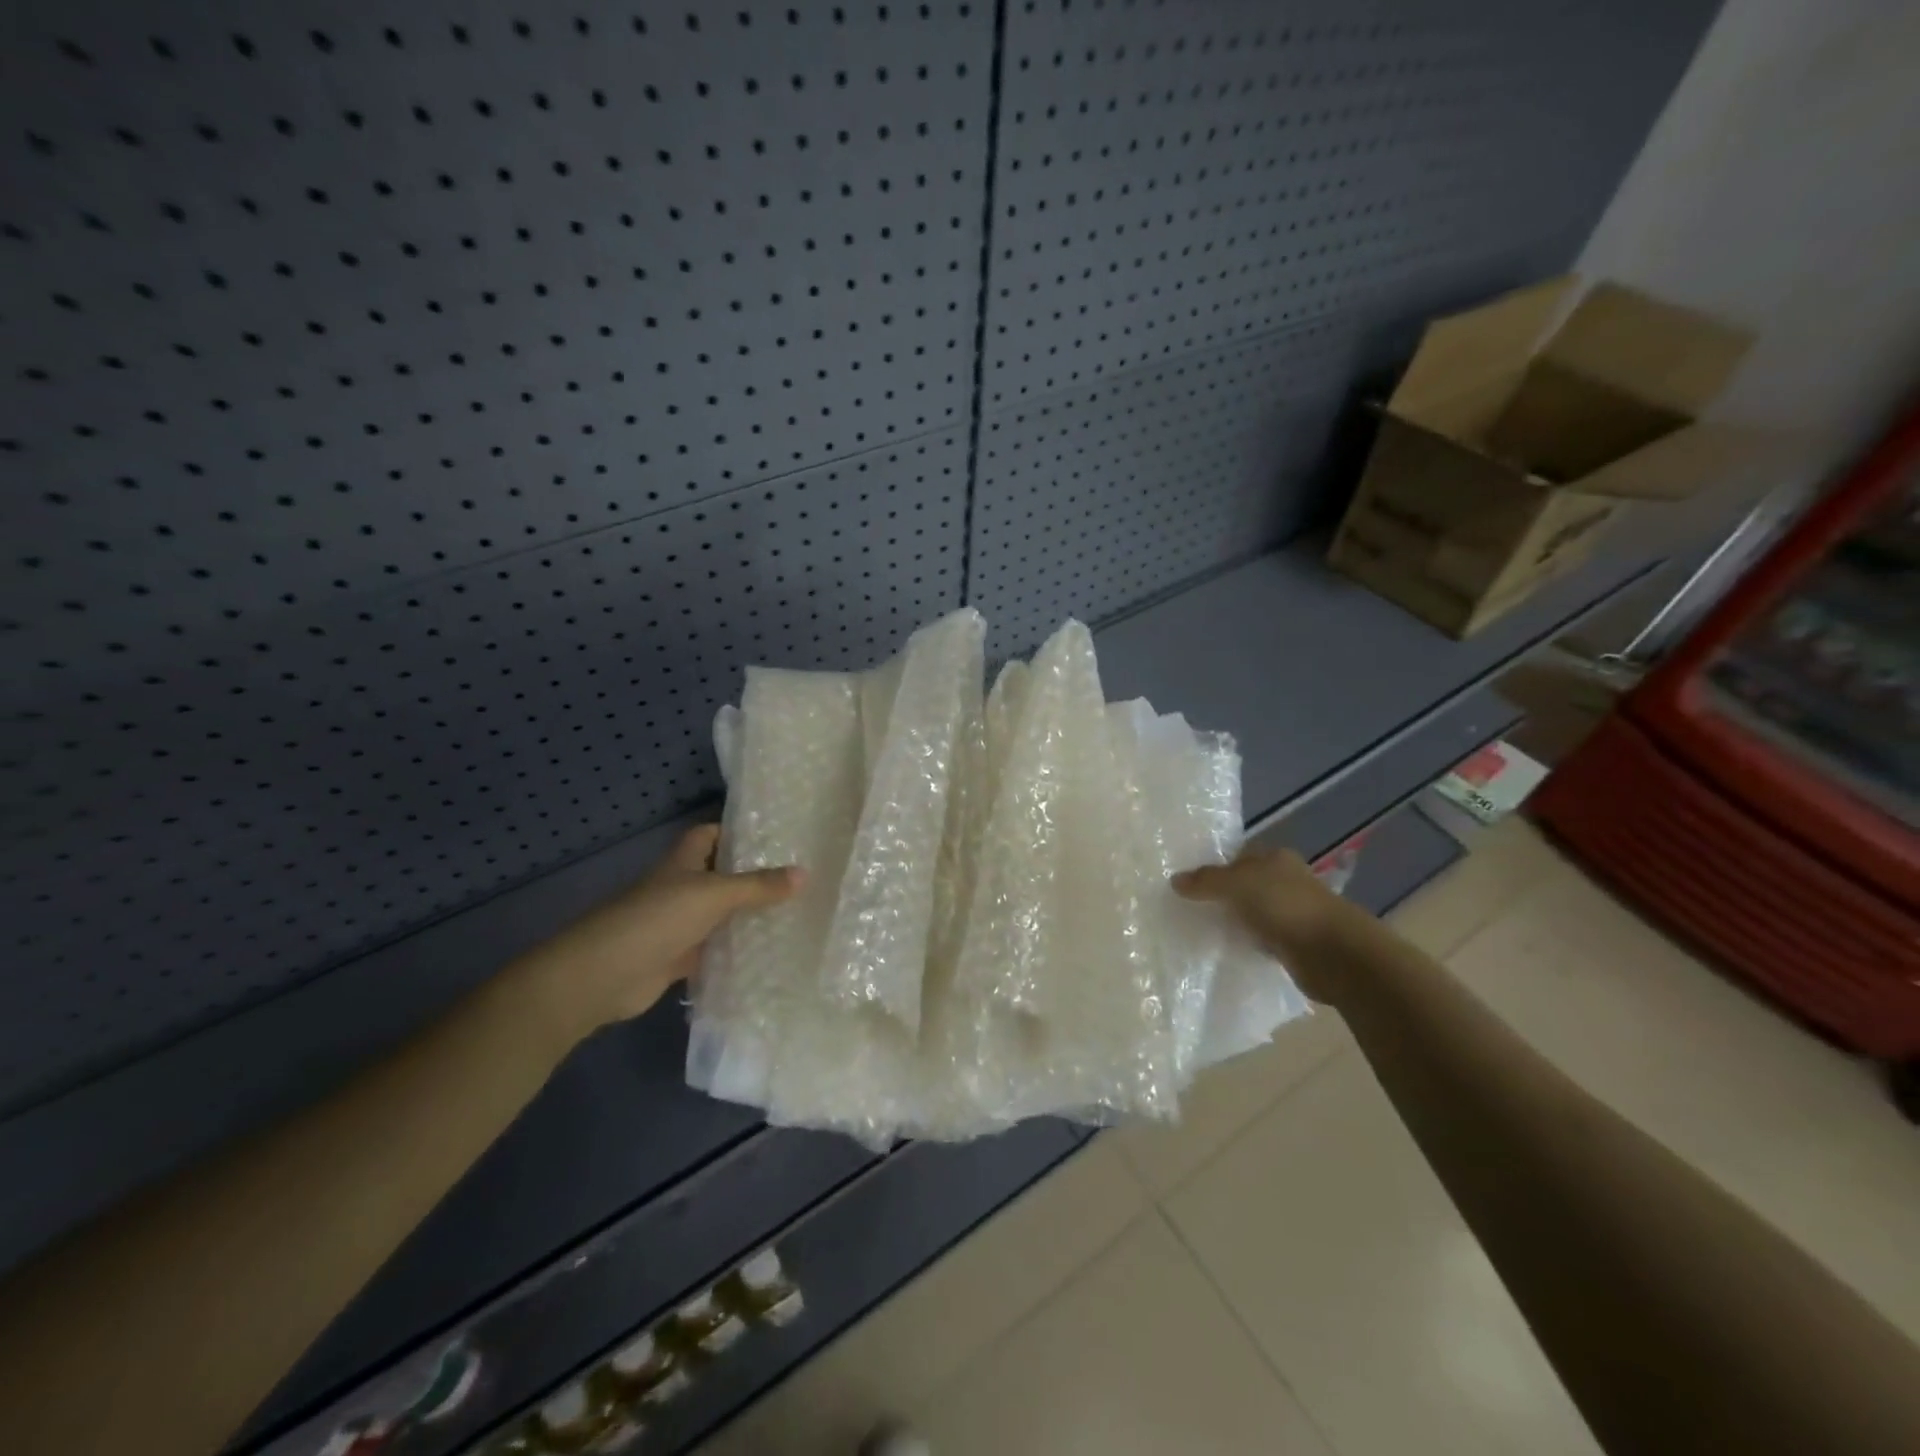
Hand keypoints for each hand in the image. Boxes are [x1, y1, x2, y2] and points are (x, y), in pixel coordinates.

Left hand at [512, 825, 801, 1043]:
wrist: (604, 975)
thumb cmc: (657, 918)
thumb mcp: (714, 895)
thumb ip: (758, 886)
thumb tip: (805, 873)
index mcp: (683, 862)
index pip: (711, 835)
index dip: (737, 832)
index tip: (776, 837)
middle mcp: (681, 888)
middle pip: (721, 876)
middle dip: (753, 877)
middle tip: (799, 878)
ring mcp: (679, 924)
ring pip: (720, 915)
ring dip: (747, 916)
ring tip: (796, 913)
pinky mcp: (679, 958)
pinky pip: (715, 951)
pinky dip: (736, 952)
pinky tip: (769, 955)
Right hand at [1172, 844, 1360, 1004]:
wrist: (1333, 954)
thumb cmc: (1285, 906)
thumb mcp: (1237, 884)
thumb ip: (1206, 881)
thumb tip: (1174, 880)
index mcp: (1276, 858)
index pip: (1238, 856)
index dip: (1214, 866)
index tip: (1187, 882)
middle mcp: (1286, 881)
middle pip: (1245, 884)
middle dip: (1222, 895)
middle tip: (1188, 906)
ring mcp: (1293, 913)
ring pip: (1253, 912)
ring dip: (1235, 920)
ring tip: (1201, 928)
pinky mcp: (1295, 943)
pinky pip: (1262, 938)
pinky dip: (1248, 942)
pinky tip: (1228, 948)